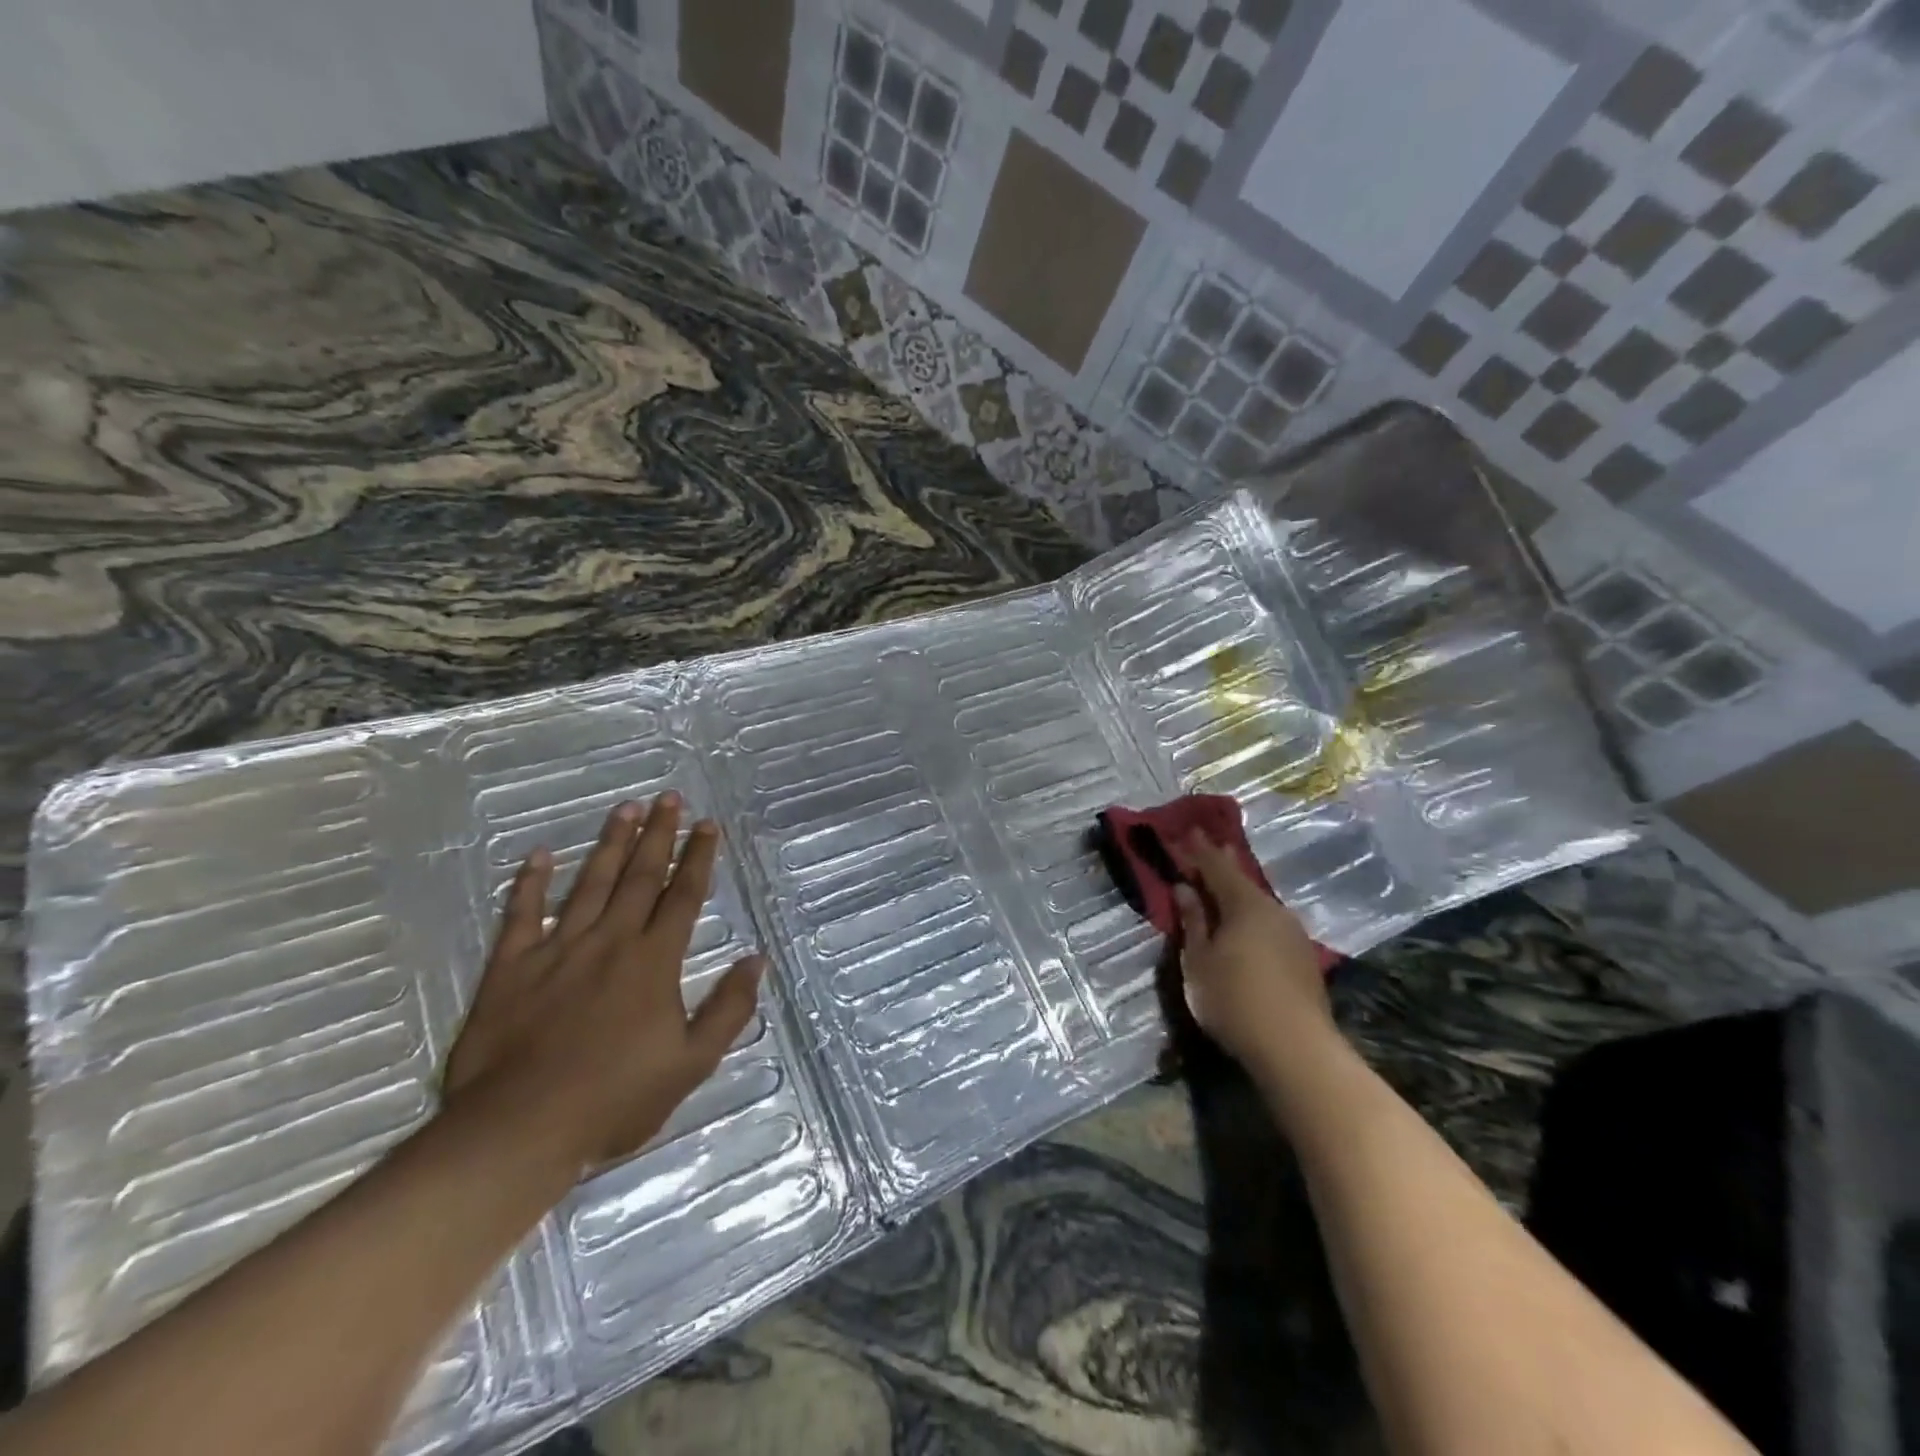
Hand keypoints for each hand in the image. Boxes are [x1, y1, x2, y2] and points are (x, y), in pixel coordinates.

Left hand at [443, 794, 764, 1180]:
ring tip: (626, 808)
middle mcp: (610, 941)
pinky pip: (521, 914)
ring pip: (589, 883)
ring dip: (610, 843)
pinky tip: (538, 855)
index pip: (682, 896)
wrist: (519, 1129)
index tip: (707, 825)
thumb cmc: (614, 1099)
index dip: (698, 858)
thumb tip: (756, 960)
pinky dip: (530, 883)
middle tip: (669, 797)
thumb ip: (728, 1009)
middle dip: (659, 834)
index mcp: (654, 961)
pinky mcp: (511, 967)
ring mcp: (558, 949)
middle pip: (639, 877)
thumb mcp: (691, 1063)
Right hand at [1170, 832, 1336, 1068]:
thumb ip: (1192, 922)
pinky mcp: (1303, 959)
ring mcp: (1293, 935)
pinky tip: (1244, 927)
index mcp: (1245, 904)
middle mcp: (1274, 911)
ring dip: (1238, 894)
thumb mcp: (1198, 961)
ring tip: (1221, 887)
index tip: (1186, 831)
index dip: (1199, 850)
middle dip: (1222, 865)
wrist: (1296, 1050)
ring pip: (1259, 904)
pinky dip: (1251, 917)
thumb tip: (1184, 889)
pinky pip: (1269, 924)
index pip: (1217, 866)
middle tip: (1207, 846)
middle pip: (1242, 881)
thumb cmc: (1234, 1000)